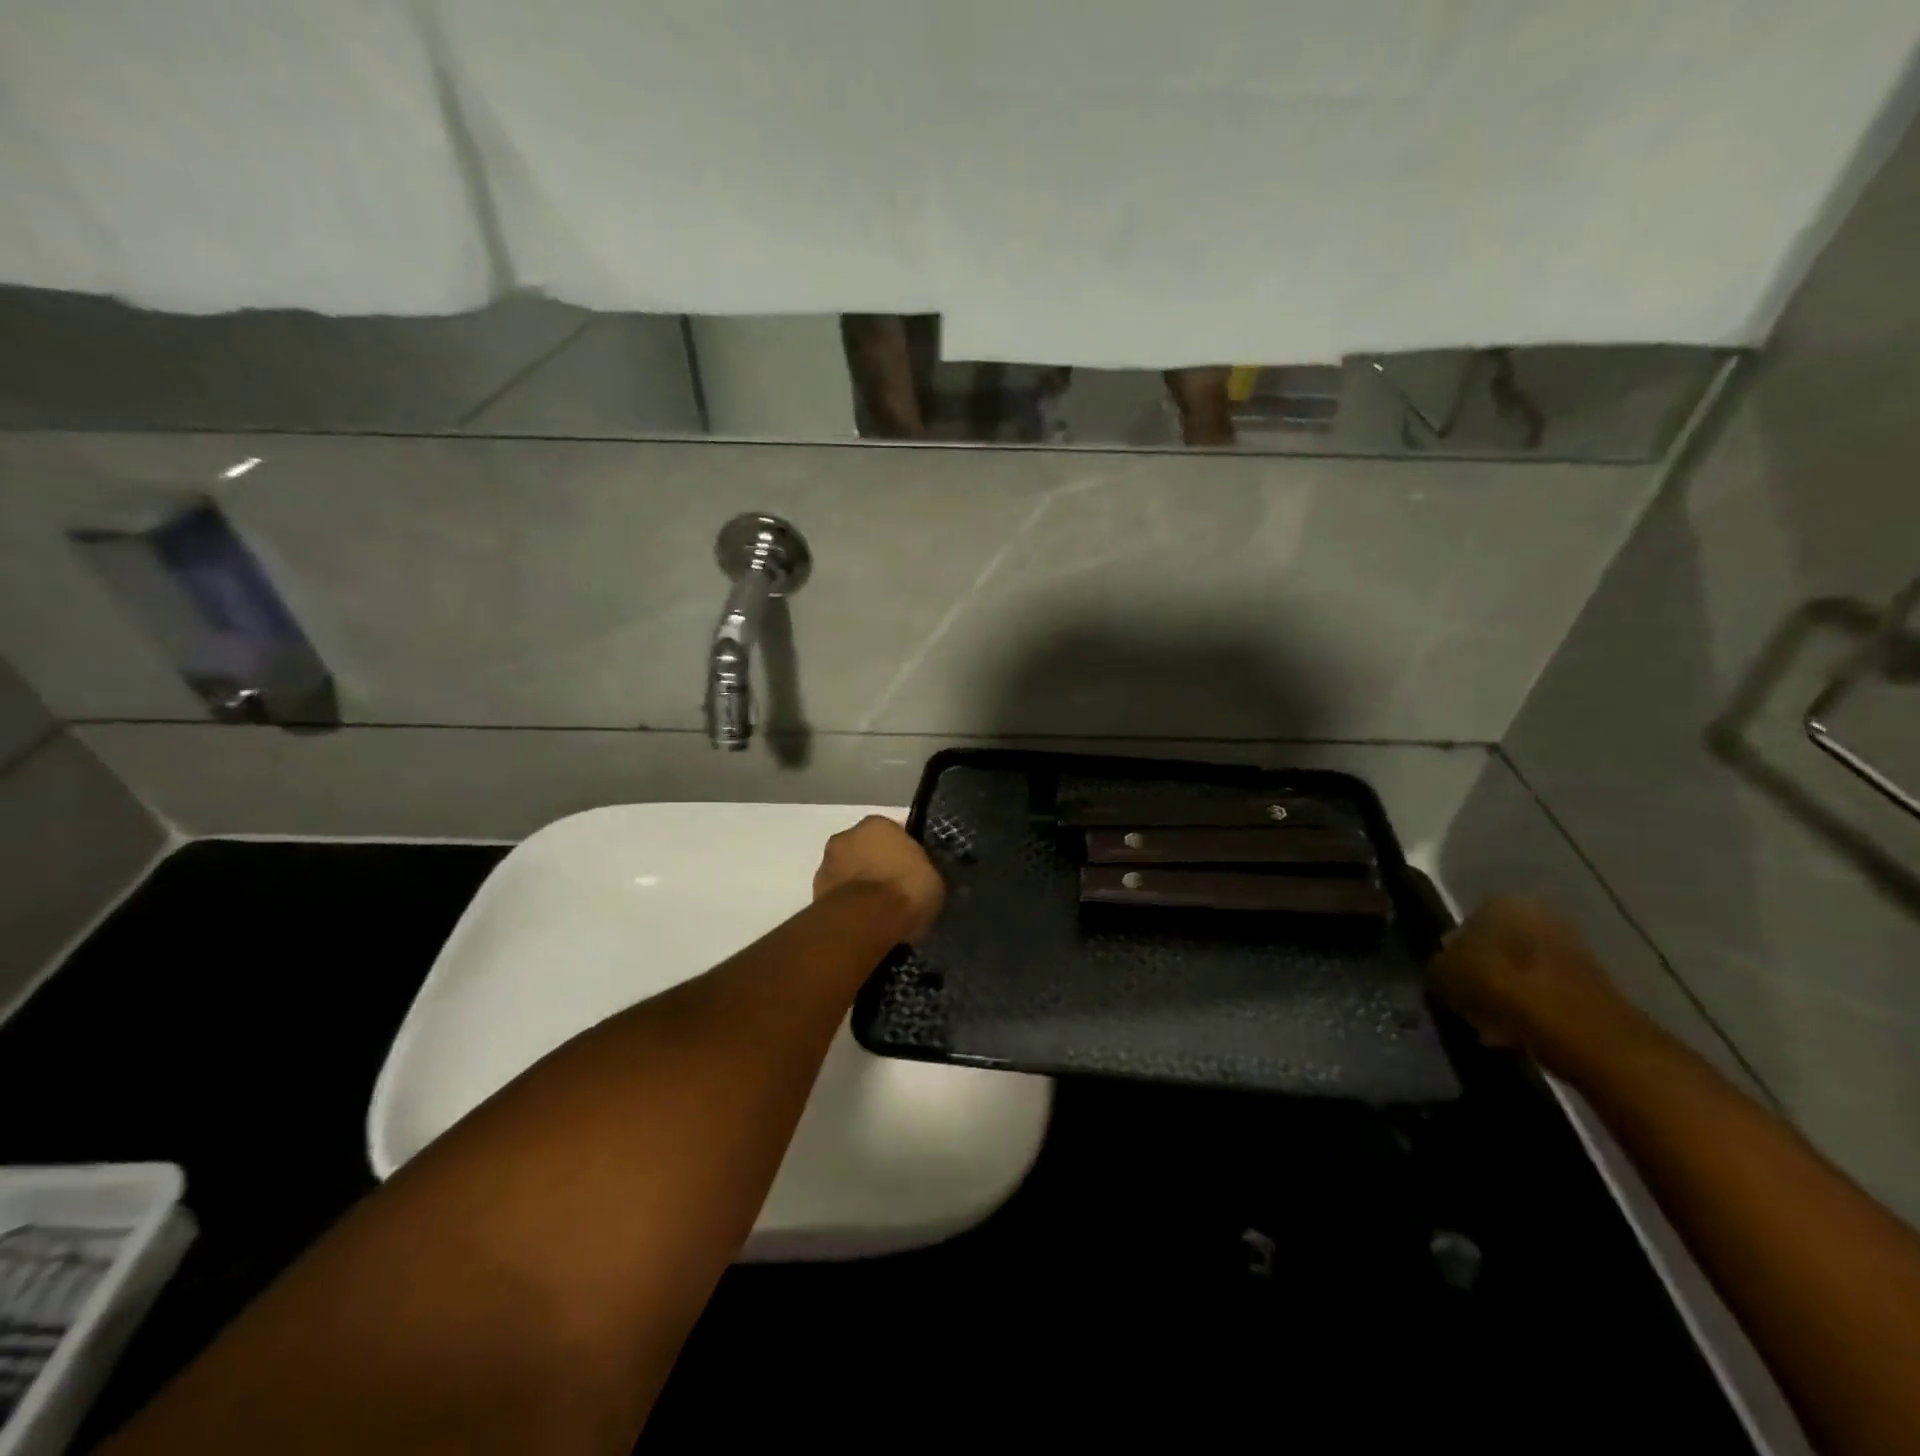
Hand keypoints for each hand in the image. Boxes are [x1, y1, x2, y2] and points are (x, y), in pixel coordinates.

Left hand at [813, 816, 945, 942]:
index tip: (913, 871)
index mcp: (876, 823)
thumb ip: (921, 868)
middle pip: (865, 849)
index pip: (893, 832)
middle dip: (876, 865)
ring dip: (858, 885)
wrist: (865, 921)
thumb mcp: (932, 876)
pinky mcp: (814, 894)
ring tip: (878, 910)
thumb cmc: (904, 889)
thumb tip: (919, 876)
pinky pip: (839, 895)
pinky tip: (863, 922)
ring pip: (848, 871)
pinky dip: (848, 904)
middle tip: (894, 889)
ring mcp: (826, 865)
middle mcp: (846, 836)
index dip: (904, 853)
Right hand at [1429, 896, 1643, 1068]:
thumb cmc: (1503, 990)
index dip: (1452, 953)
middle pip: (1496, 945)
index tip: (1447, 980)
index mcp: (1501, 903)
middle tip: (1466, 1000)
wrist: (1583, 1034)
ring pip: (1521, 969)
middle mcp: (1538, 915)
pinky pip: (1546, 991)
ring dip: (1506, 991)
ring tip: (1490, 1021)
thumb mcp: (1444, 976)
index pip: (1465, 922)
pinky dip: (1531, 1007)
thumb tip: (1441, 972)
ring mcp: (1571, 948)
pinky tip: (1517, 1031)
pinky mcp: (1593, 983)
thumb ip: (1436, 968)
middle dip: (1483, 971)